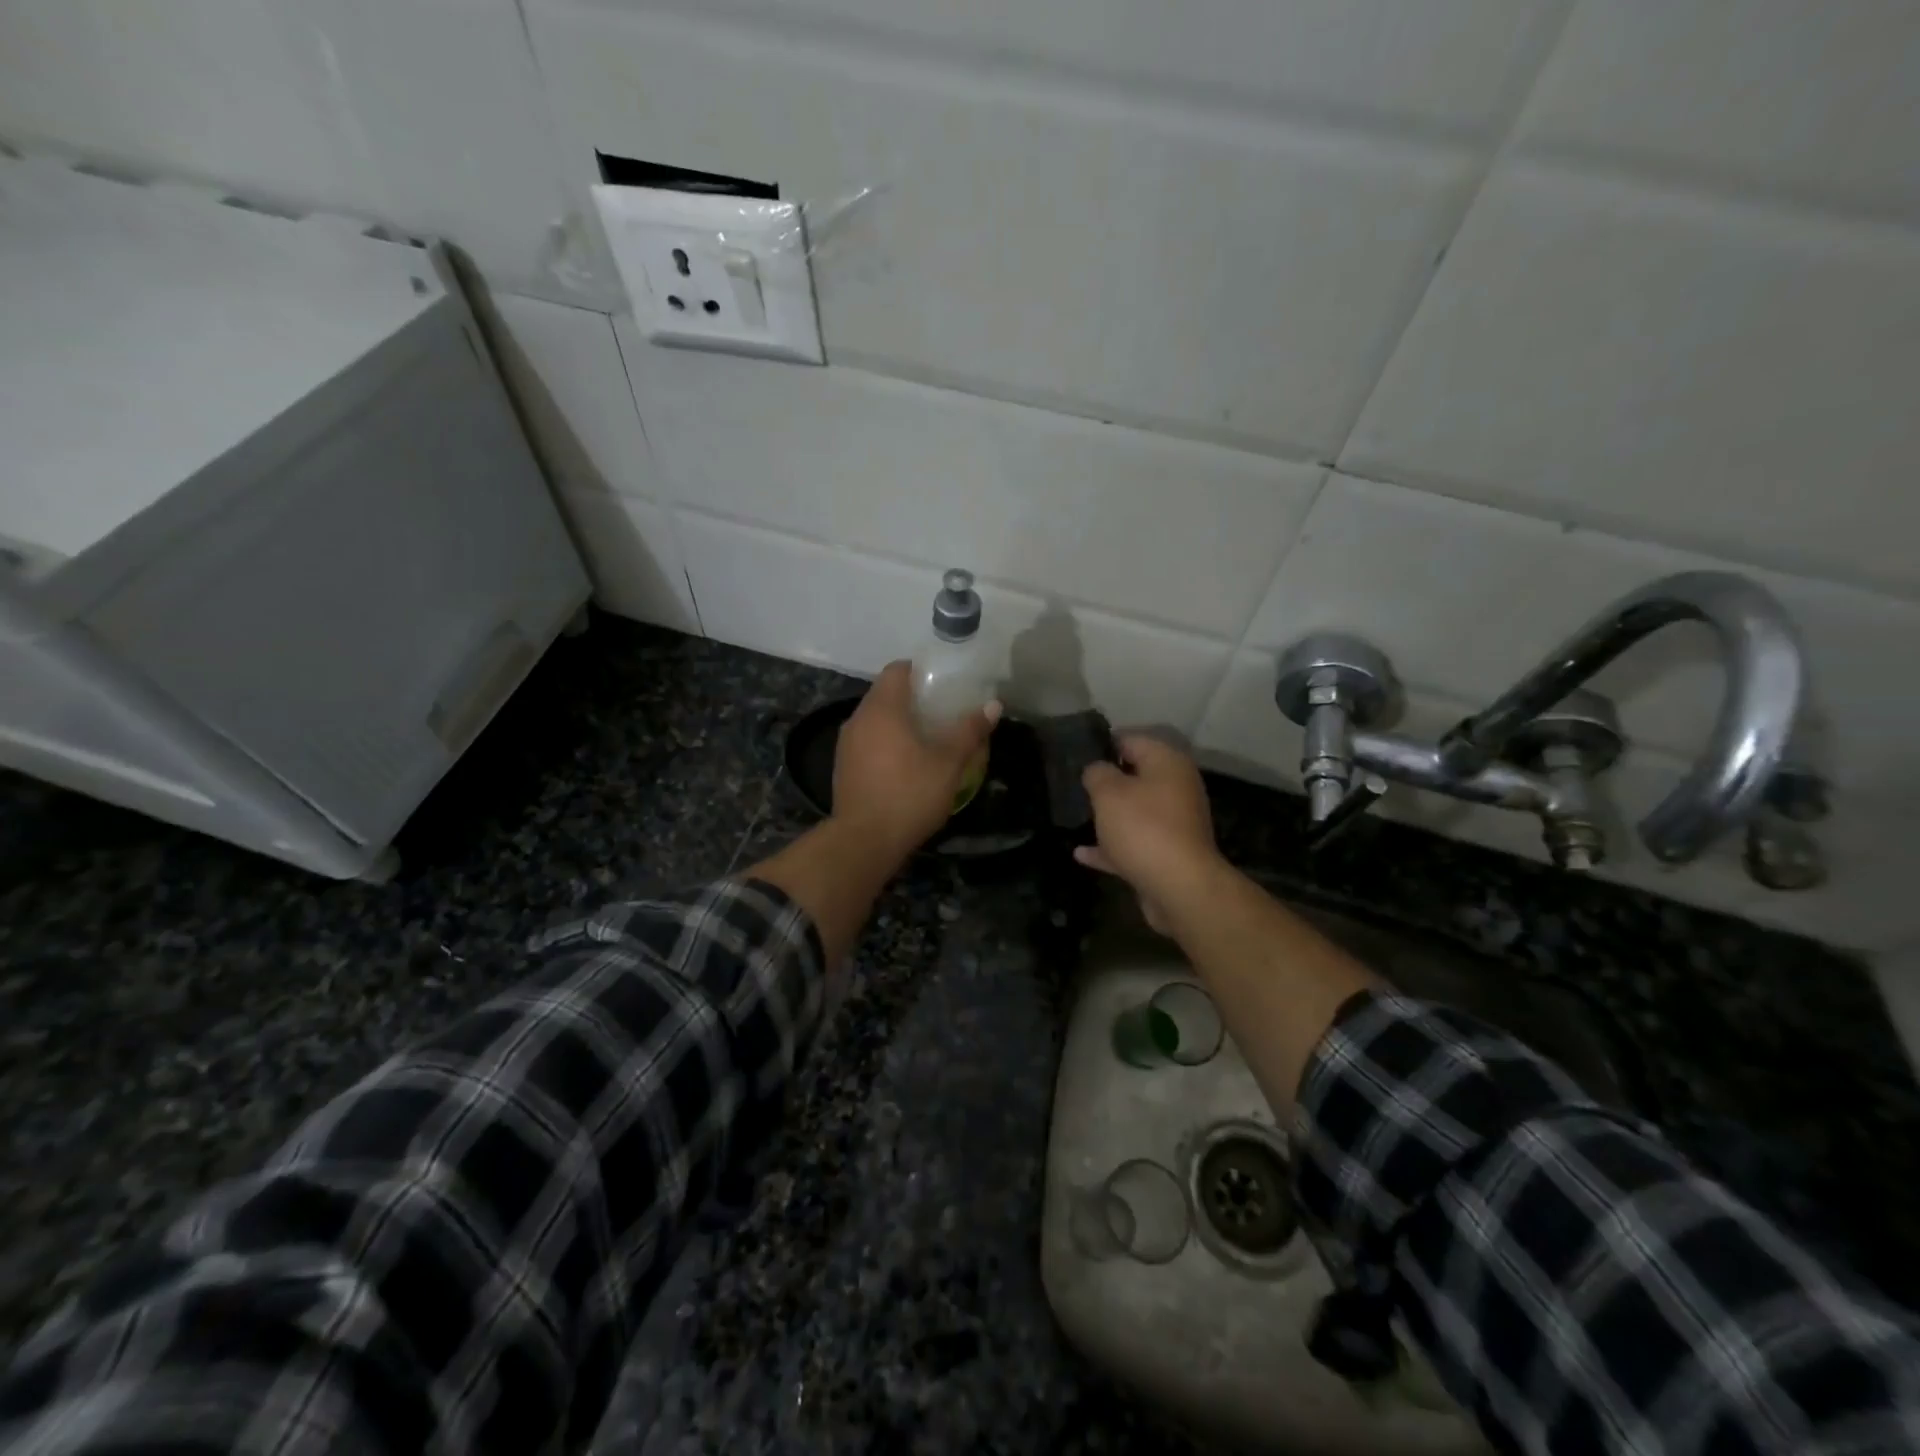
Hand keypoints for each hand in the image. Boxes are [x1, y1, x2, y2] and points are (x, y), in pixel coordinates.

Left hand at [833, 661, 1000, 858]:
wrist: (864, 841)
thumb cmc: (909, 795)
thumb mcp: (948, 764)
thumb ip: (969, 731)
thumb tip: (993, 706)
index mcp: (882, 709)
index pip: (897, 670)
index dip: (921, 671)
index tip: (943, 684)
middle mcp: (858, 719)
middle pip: (885, 694)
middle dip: (913, 698)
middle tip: (943, 712)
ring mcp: (846, 744)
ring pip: (875, 720)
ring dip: (899, 723)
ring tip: (928, 738)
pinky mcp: (843, 767)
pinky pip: (867, 742)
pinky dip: (885, 743)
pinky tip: (906, 764)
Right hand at [1076, 734, 1221, 933]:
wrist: (1179, 887)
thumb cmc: (1142, 828)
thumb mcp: (1108, 792)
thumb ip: (1097, 773)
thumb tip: (1097, 770)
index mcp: (1167, 763)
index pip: (1131, 740)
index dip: (1103, 745)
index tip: (1076, 755)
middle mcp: (1176, 788)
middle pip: (1136, 777)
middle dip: (1106, 782)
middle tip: (1074, 786)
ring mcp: (1174, 823)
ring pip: (1136, 812)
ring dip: (1109, 816)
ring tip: (1077, 816)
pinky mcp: (1168, 854)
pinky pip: (1134, 843)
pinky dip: (1112, 846)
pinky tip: (1082, 854)